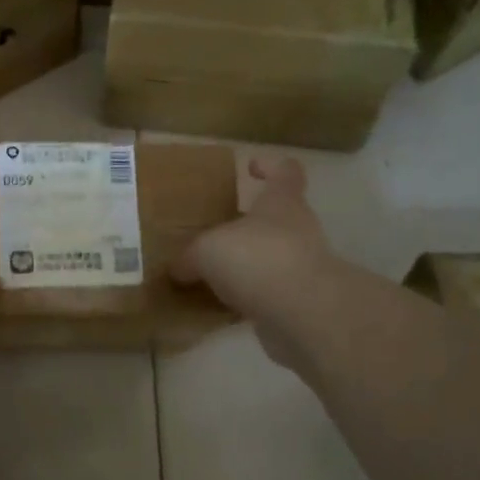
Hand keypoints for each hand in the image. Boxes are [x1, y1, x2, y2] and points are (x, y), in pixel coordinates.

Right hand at [172, 157, 338, 373]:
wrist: (301, 314)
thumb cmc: (256, 259)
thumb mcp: (206, 251)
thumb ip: (189, 257)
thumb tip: (178, 269)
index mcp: (281, 203)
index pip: (285, 172)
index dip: (270, 166)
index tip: (251, 167)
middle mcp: (297, 231)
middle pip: (275, 219)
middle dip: (247, 225)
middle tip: (213, 233)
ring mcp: (301, 268)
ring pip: (269, 259)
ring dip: (245, 266)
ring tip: (208, 275)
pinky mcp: (297, 303)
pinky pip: (266, 296)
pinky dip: (245, 300)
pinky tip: (217, 308)